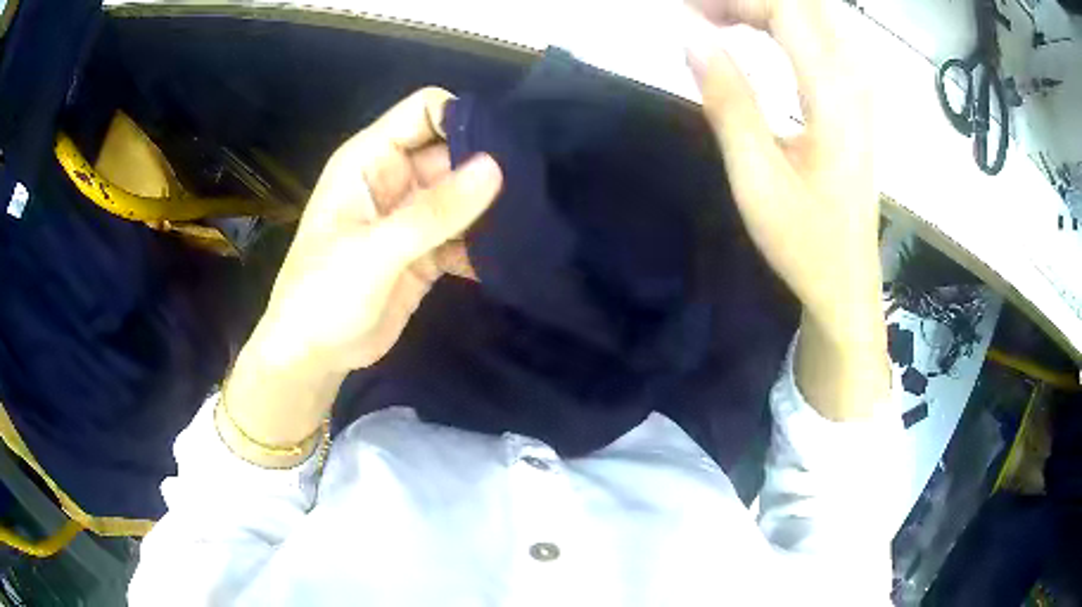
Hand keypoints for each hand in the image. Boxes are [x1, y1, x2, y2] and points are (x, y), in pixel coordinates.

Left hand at [223, 88, 501, 458]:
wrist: (313, 355)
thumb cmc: (324, 294)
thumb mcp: (375, 251)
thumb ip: (434, 211)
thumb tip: (496, 167)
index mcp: (370, 160)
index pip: (424, 112)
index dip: (462, 120)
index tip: (503, 148)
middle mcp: (394, 179)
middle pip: (452, 152)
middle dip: (488, 168)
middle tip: (531, 192)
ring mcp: (410, 215)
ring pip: (463, 194)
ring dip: (491, 208)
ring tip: (528, 224)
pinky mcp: (425, 250)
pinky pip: (463, 234)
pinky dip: (482, 245)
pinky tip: (506, 261)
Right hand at [685, 0, 888, 417]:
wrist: (847, 283)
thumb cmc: (805, 241)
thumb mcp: (758, 178)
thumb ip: (728, 101)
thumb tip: (690, 37)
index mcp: (835, 96)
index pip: (786, 10)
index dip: (734, 0)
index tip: (687, 12)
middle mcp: (855, 82)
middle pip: (806, 6)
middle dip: (750, 0)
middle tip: (701, 13)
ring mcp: (860, 91)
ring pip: (817, 18)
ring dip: (768, 9)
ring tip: (720, 18)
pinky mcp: (855, 103)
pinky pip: (823, 40)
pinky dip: (785, 25)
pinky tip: (760, 35)